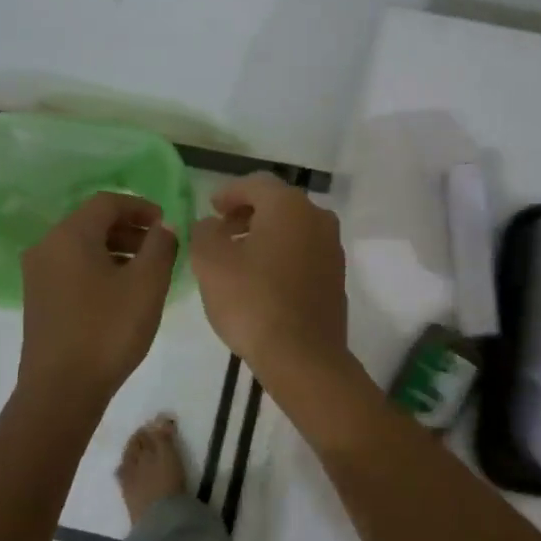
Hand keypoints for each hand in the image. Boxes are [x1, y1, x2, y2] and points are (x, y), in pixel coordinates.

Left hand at [18, 192, 177, 400]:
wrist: (61, 390)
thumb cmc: (107, 330)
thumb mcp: (146, 284)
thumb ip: (160, 246)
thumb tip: (164, 226)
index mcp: (70, 235)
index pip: (107, 202)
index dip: (141, 207)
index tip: (167, 223)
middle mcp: (47, 246)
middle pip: (92, 222)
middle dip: (130, 228)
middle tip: (161, 246)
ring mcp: (38, 274)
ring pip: (82, 246)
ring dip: (116, 249)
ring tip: (147, 270)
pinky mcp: (39, 299)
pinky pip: (73, 268)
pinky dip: (100, 267)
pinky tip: (122, 292)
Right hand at [189, 173, 349, 381]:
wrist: (303, 356)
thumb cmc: (252, 301)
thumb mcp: (210, 262)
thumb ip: (204, 232)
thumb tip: (212, 224)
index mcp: (289, 206)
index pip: (255, 184)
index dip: (229, 193)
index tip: (210, 208)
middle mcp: (317, 218)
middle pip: (278, 204)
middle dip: (247, 213)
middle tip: (221, 230)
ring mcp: (332, 248)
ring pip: (293, 229)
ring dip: (265, 235)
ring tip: (237, 257)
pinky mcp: (336, 277)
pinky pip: (304, 253)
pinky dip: (282, 255)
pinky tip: (262, 279)